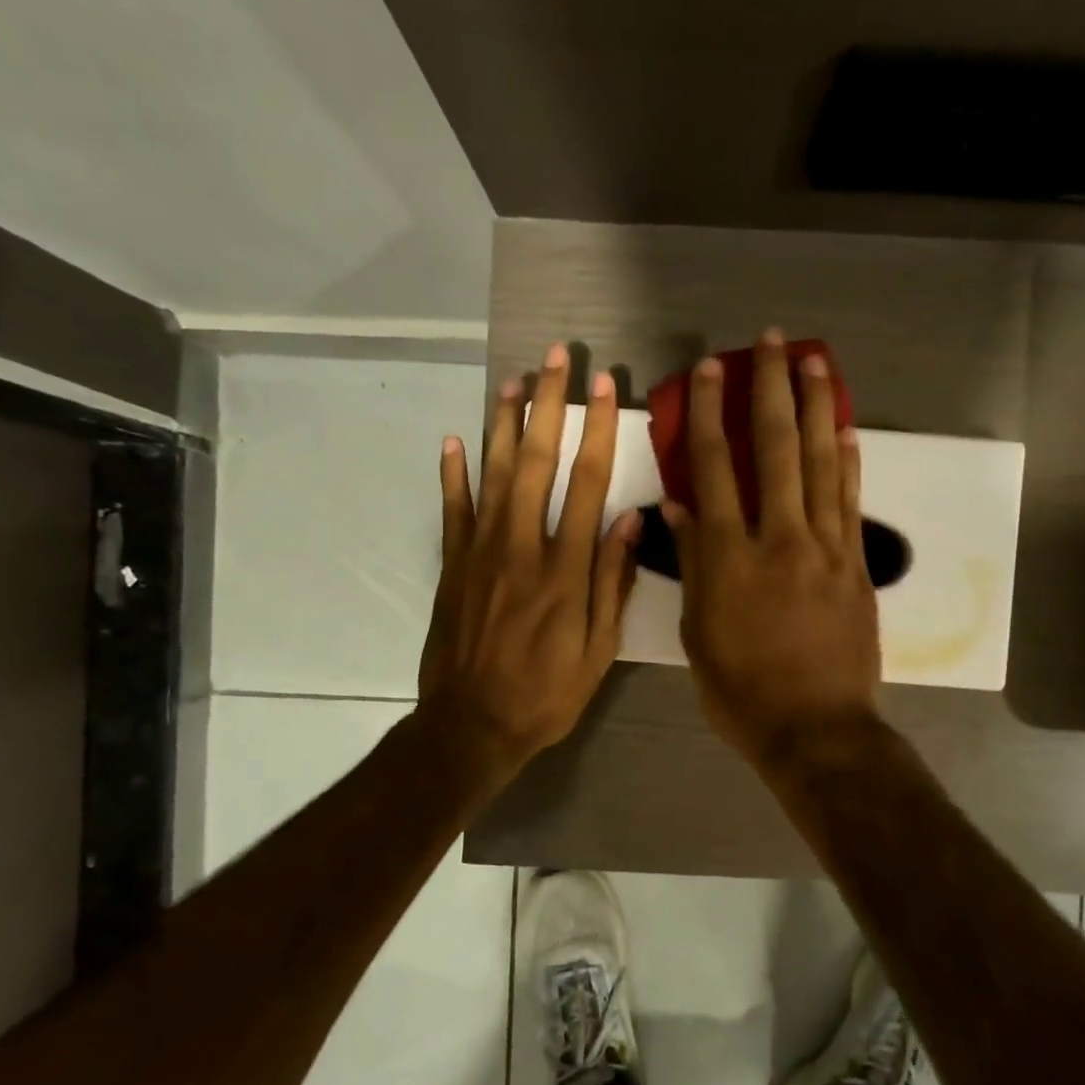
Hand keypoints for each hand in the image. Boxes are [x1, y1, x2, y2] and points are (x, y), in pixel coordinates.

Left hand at [418, 345, 639, 778]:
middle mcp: (521, 547)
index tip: (607, 388)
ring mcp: (480, 553)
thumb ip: (613, 583)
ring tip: (512, 380)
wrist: (472, 726)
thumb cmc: (546, 694)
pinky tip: (453, 439)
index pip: (587, 483)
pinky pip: (452, 510)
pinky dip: (451, 473)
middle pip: (535, 462)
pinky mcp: (452, 566)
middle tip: (555, 358)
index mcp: (565, 569)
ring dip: (502, 423)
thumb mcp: (599, 651)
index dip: (598, 431)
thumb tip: (632, 520)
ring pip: (490, 473)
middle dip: (548, 405)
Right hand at [665, 329, 880, 769]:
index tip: (709, 370)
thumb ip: (693, 566)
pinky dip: (849, 462)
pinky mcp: (856, 564)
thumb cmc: (742, 692)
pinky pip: (851, 502)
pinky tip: (846, 429)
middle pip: (774, 449)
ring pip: (821, 464)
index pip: (714, 469)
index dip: (710, 413)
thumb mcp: (699, 635)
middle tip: (771, 341)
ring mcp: (825, 548)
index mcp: (729, 557)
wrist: (816, 730)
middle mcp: (779, 538)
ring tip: (814, 362)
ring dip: (816, 408)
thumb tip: (679, 509)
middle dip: (769, 389)